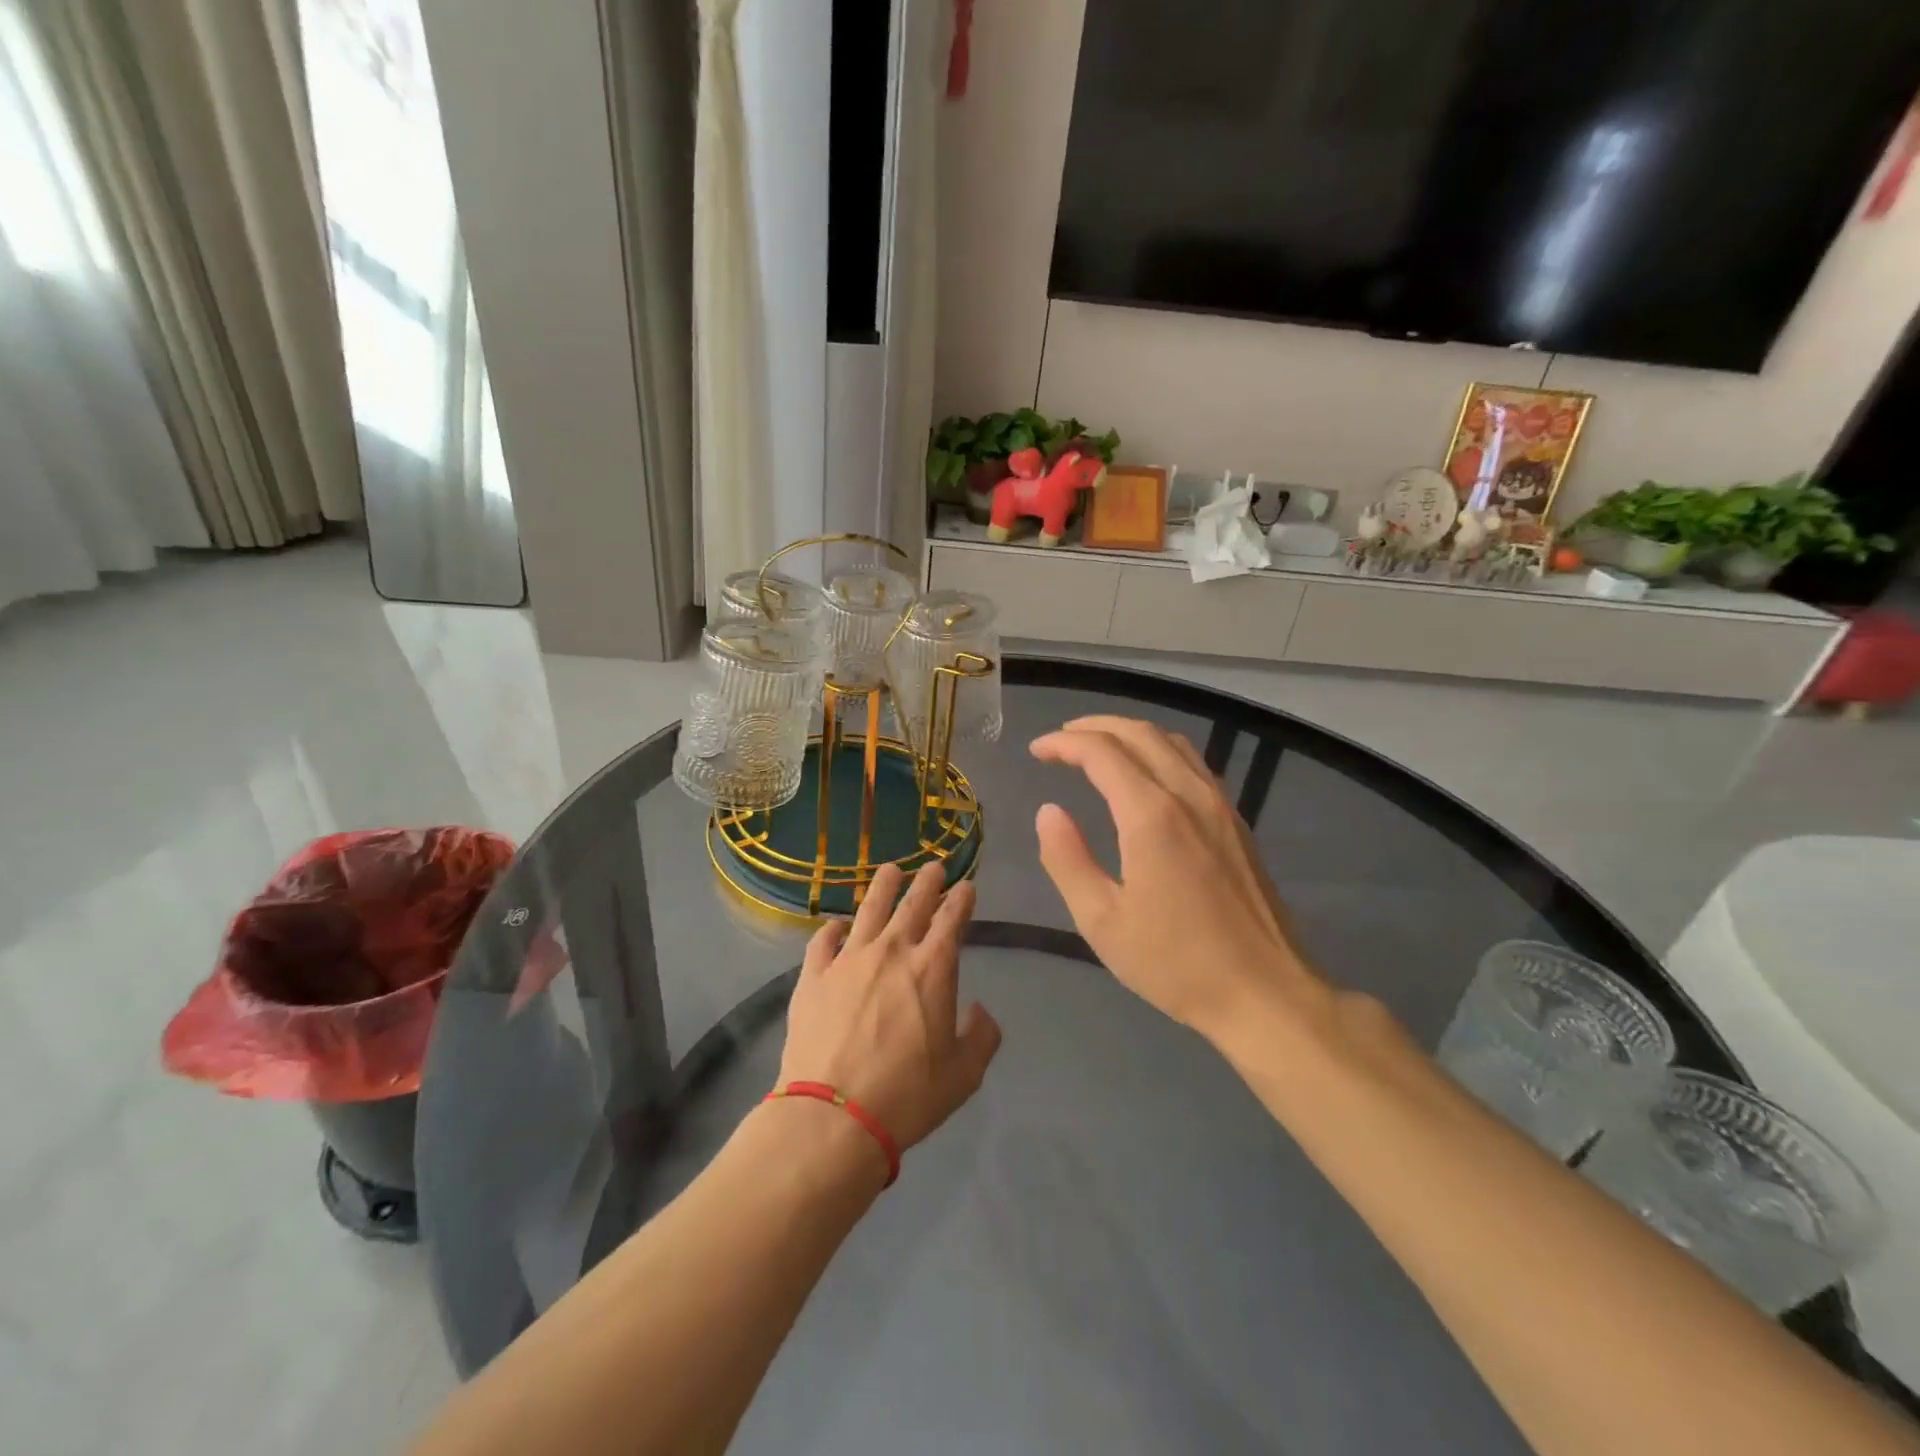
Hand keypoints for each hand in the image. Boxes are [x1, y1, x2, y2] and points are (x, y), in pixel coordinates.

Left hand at [776, 862, 1000, 1158]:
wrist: (833, 1117)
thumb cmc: (907, 1095)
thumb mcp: (964, 1075)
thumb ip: (981, 1036)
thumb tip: (978, 1010)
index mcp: (933, 967)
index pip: (952, 918)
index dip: (961, 898)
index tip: (966, 886)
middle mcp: (892, 950)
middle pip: (913, 903)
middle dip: (927, 881)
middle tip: (933, 866)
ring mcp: (848, 959)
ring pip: (869, 908)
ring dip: (884, 886)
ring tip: (891, 870)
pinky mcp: (813, 976)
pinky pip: (824, 940)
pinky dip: (833, 928)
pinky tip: (837, 924)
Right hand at [1030, 715, 1327, 1043]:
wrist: (1264, 992)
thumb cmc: (1175, 962)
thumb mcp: (1102, 921)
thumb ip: (1067, 859)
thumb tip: (1049, 812)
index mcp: (1151, 815)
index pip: (1102, 753)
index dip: (1064, 744)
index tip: (1037, 750)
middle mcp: (1188, 795)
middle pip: (1139, 733)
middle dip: (1094, 727)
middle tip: (1061, 740)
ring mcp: (1219, 805)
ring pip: (1171, 742)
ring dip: (1129, 733)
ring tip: (1098, 746)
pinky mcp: (1236, 822)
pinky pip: (1193, 763)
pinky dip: (1159, 750)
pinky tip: (1146, 774)